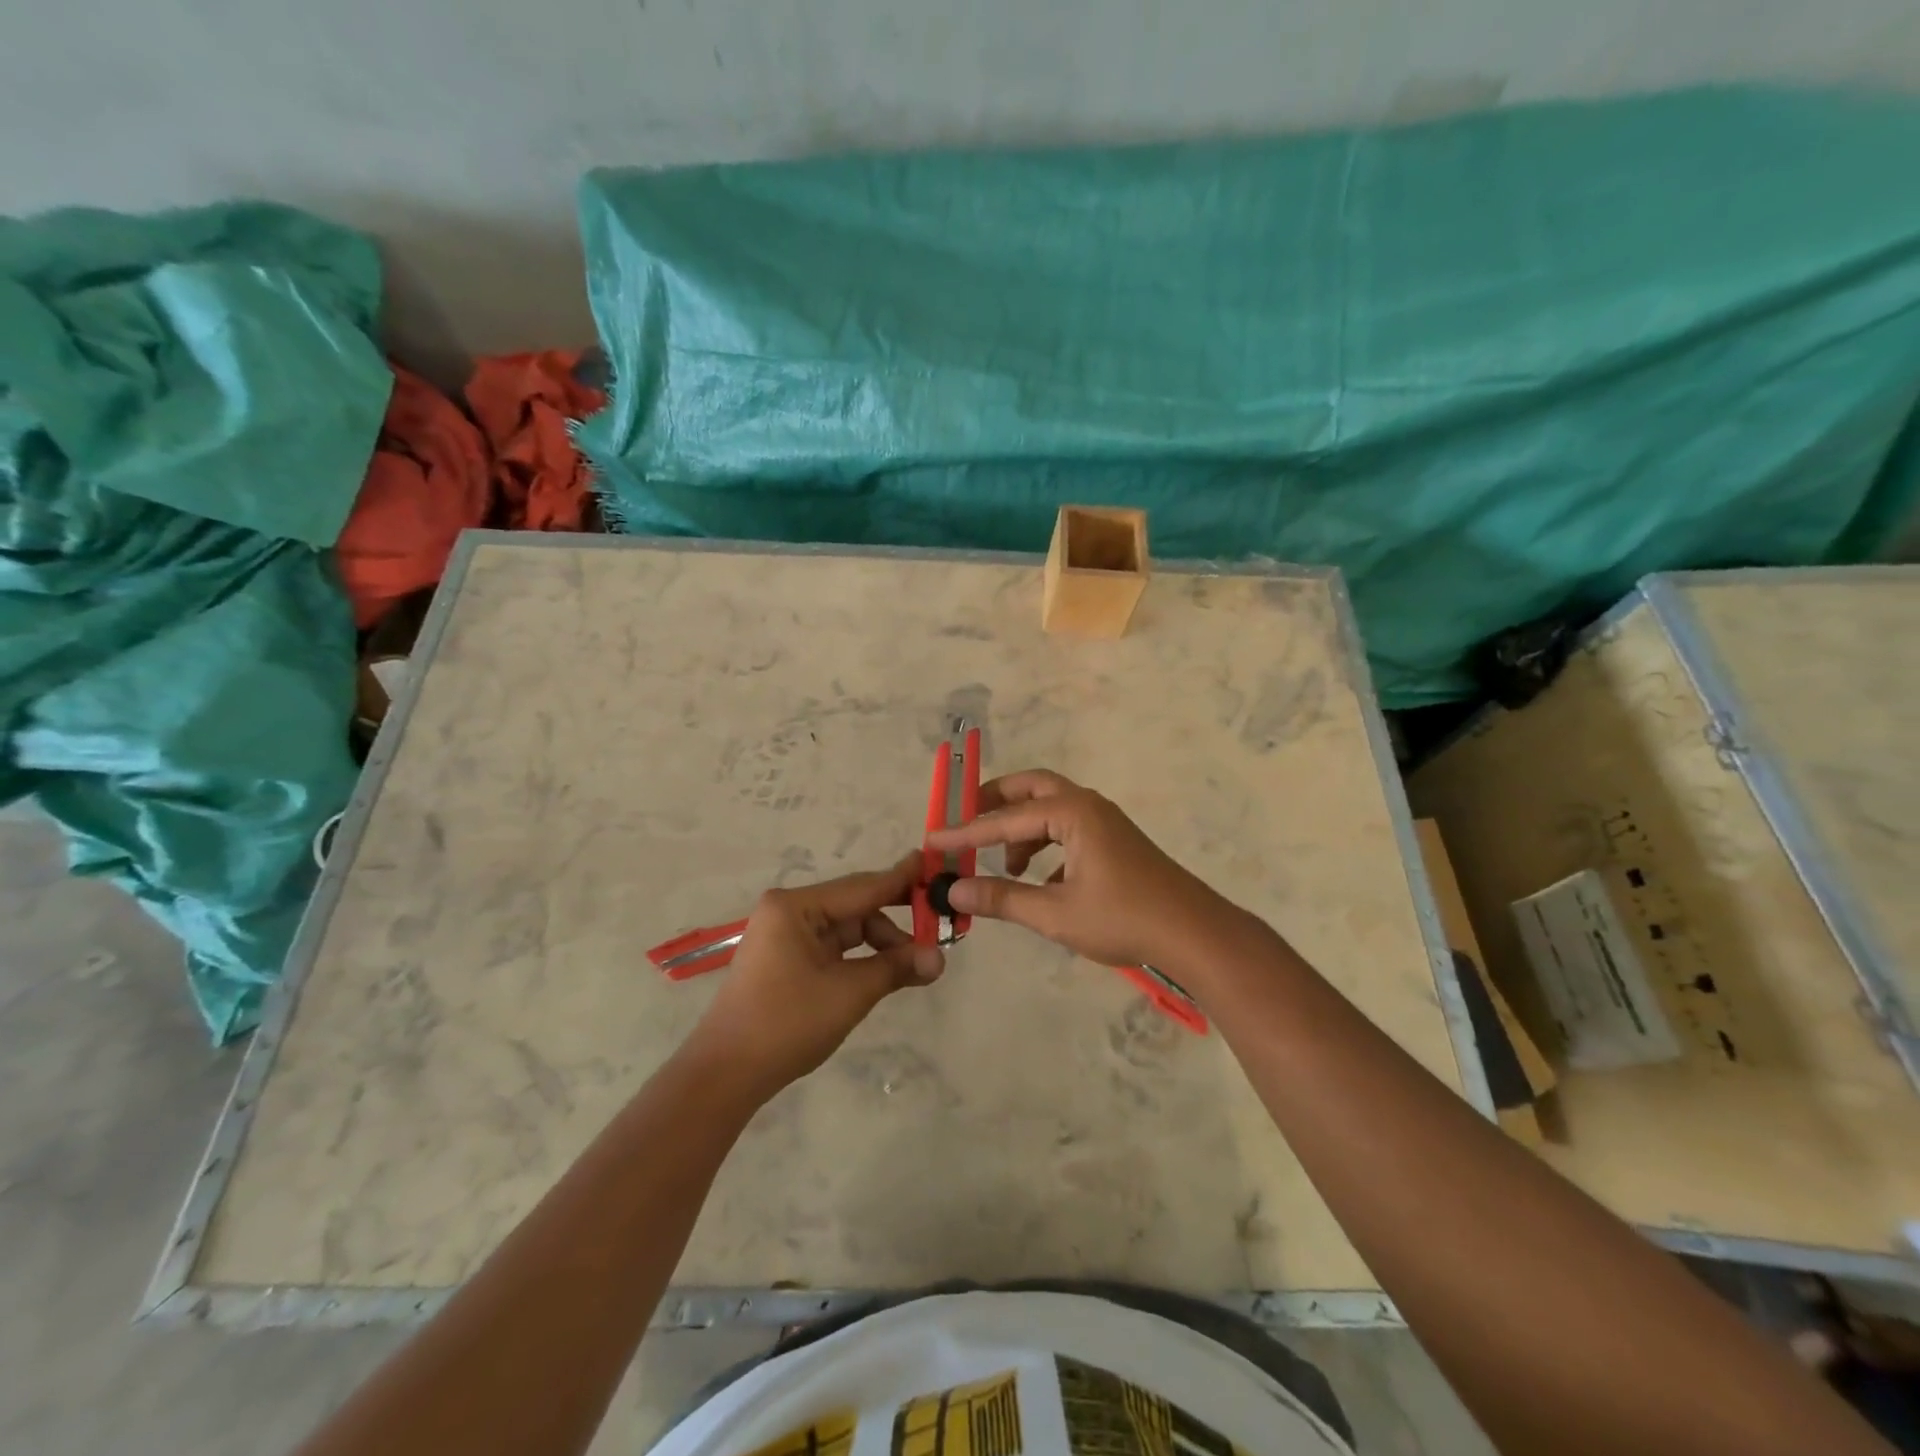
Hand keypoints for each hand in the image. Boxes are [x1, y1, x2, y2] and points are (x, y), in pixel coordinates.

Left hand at [688, 855, 944, 1098]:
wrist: (726, 1074)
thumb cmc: (786, 1023)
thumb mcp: (849, 993)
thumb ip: (896, 968)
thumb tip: (940, 958)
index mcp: (796, 906)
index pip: (862, 887)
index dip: (902, 879)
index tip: (934, 864)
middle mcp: (789, 911)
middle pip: (856, 906)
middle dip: (896, 919)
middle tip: (938, 923)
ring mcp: (786, 935)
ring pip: (848, 928)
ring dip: (881, 944)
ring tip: (916, 966)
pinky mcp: (788, 959)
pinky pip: (835, 947)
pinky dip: (862, 957)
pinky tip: (888, 970)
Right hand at [925, 770, 1238, 970]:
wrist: (1193, 933)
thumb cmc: (1123, 919)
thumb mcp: (1055, 913)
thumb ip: (1002, 898)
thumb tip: (953, 890)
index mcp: (1072, 812)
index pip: (1004, 819)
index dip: (965, 833)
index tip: (933, 841)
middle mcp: (1087, 805)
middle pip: (1030, 788)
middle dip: (994, 803)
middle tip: (965, 821)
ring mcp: (1104, 822)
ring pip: (1050, 810)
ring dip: (1021, 830)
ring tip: (1004, 868)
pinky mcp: (1114, 842)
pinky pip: (1067, 830)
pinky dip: (1044, 845)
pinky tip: (1039, 882)